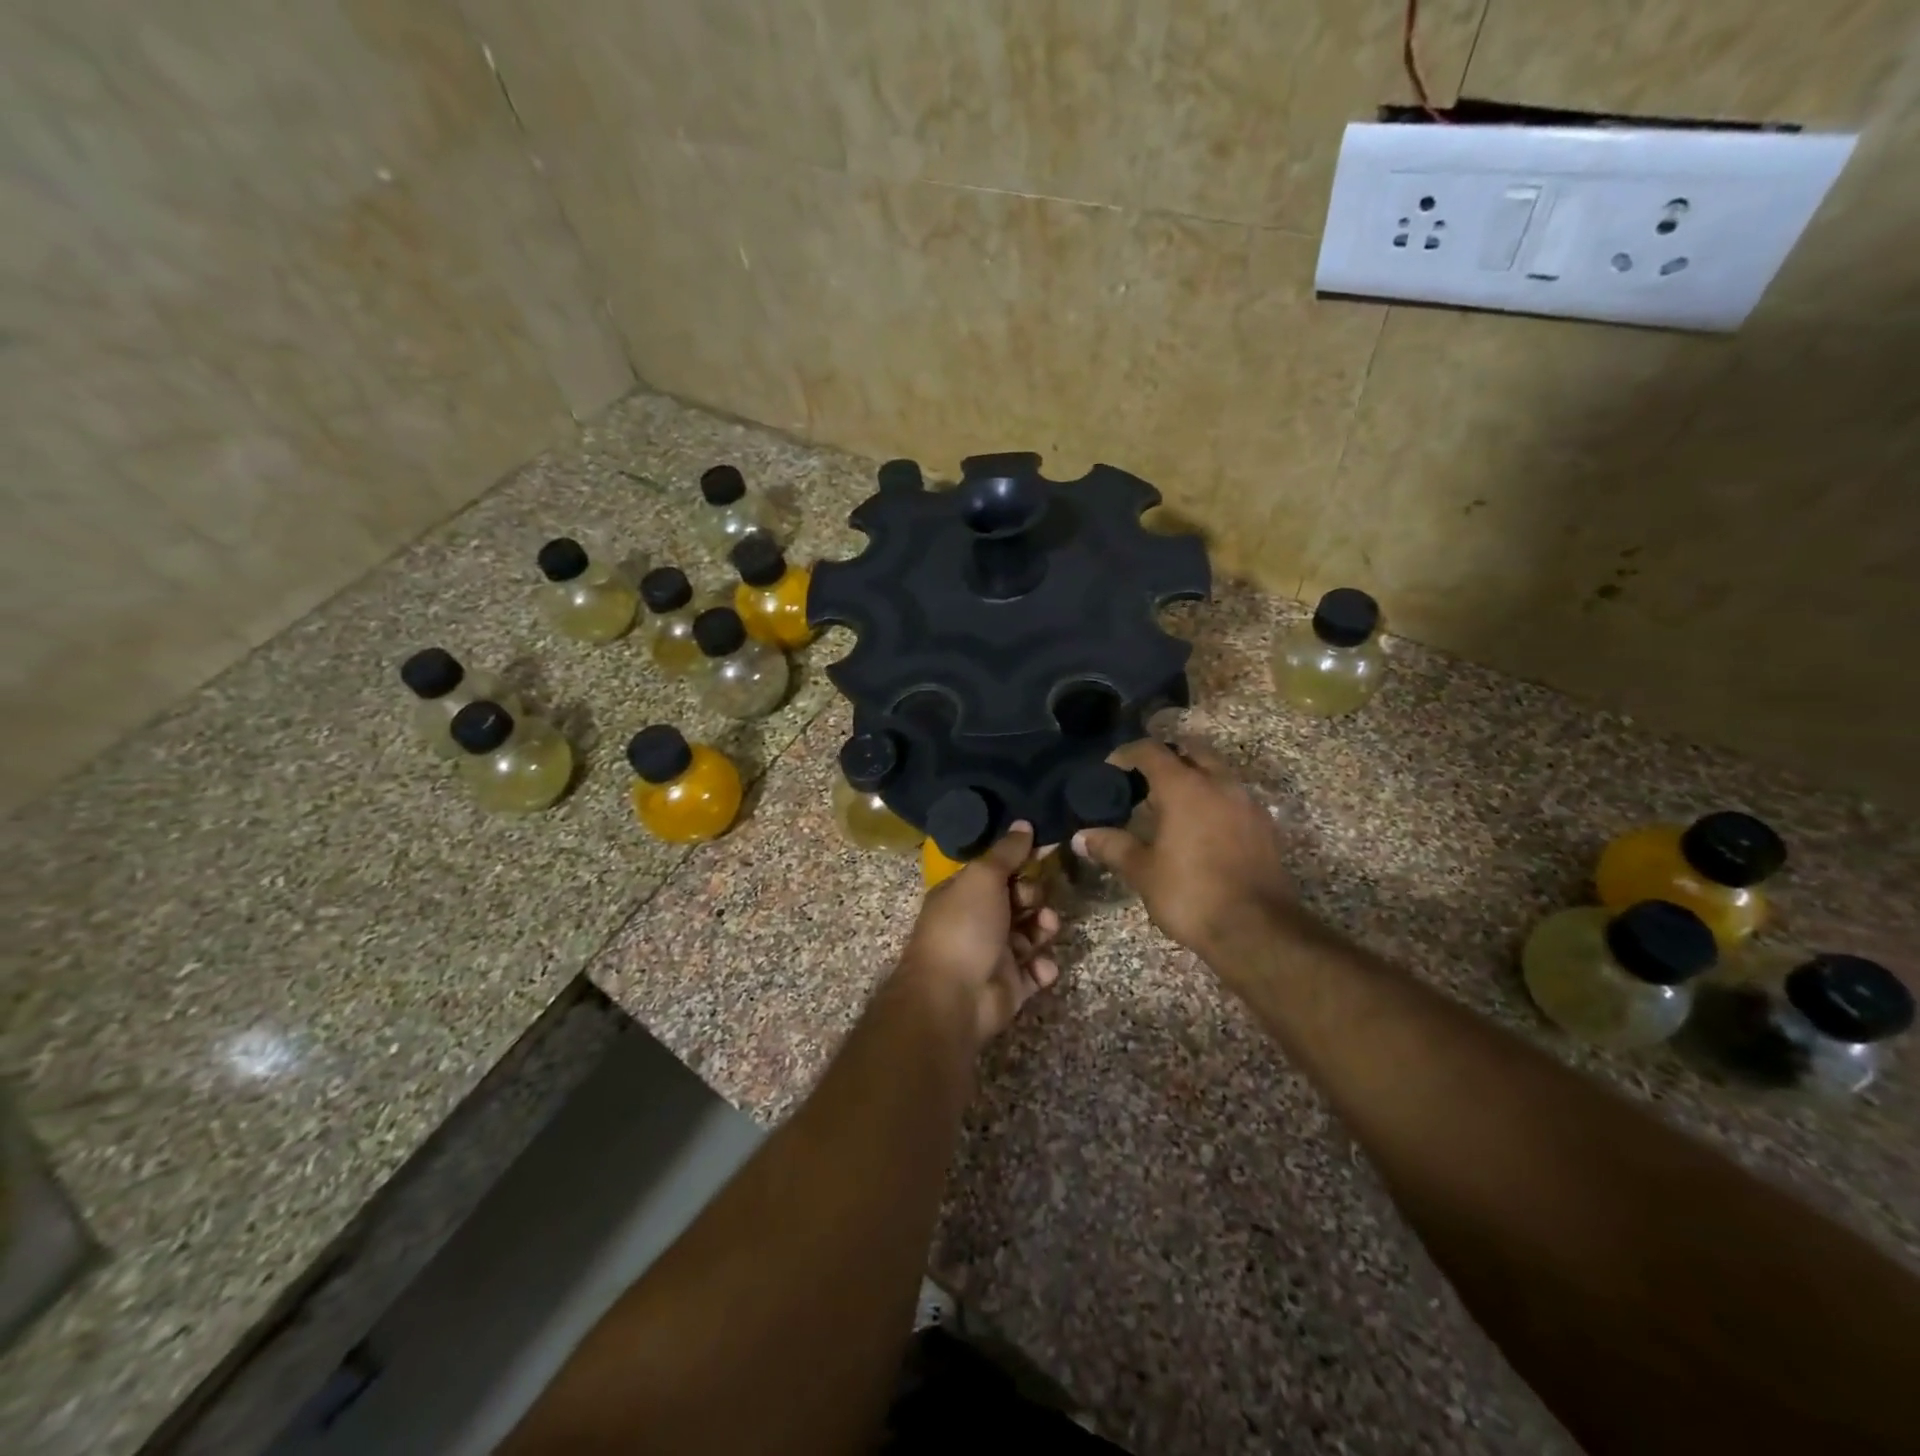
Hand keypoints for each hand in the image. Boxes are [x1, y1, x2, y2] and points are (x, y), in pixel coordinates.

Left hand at [898, 822, 1061, 1048]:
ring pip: (1030, 935)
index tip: (1047, 853)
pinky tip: (1042, 967)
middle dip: (1034, 897)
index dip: (1021, 863)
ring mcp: (993, 955)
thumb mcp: (983, 878)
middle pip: (1017, 901)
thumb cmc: (964, 927)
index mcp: (962, 894)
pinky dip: (1042, 968)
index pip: (996, 872)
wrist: (953, 998)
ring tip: (1047, 928)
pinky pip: (1035, 972)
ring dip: (1043, 928)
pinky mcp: (1010, 986)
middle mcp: (977, 922)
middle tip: (1035, 900)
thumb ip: (1006, 852)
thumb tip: (1024, 823)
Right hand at [1073, 738, 1307, 968]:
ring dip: (1193, 779)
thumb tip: (1080, 837)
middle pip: (1190, 752)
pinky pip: (1233, 798)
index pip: (1151, 751)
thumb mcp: (1143, 872)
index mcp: (1185, 787)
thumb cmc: (1191, 894)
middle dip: (1166, 759)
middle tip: (1143, 782)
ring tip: (1169, 807)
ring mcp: (1247, 804)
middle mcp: (1219, 784)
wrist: (1257, 931)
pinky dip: (1213, 800)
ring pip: (1216, 773)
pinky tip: (1199, 829)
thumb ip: (1112, 847)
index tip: (1110, 769)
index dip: (1127, 754)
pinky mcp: (1265, 827)